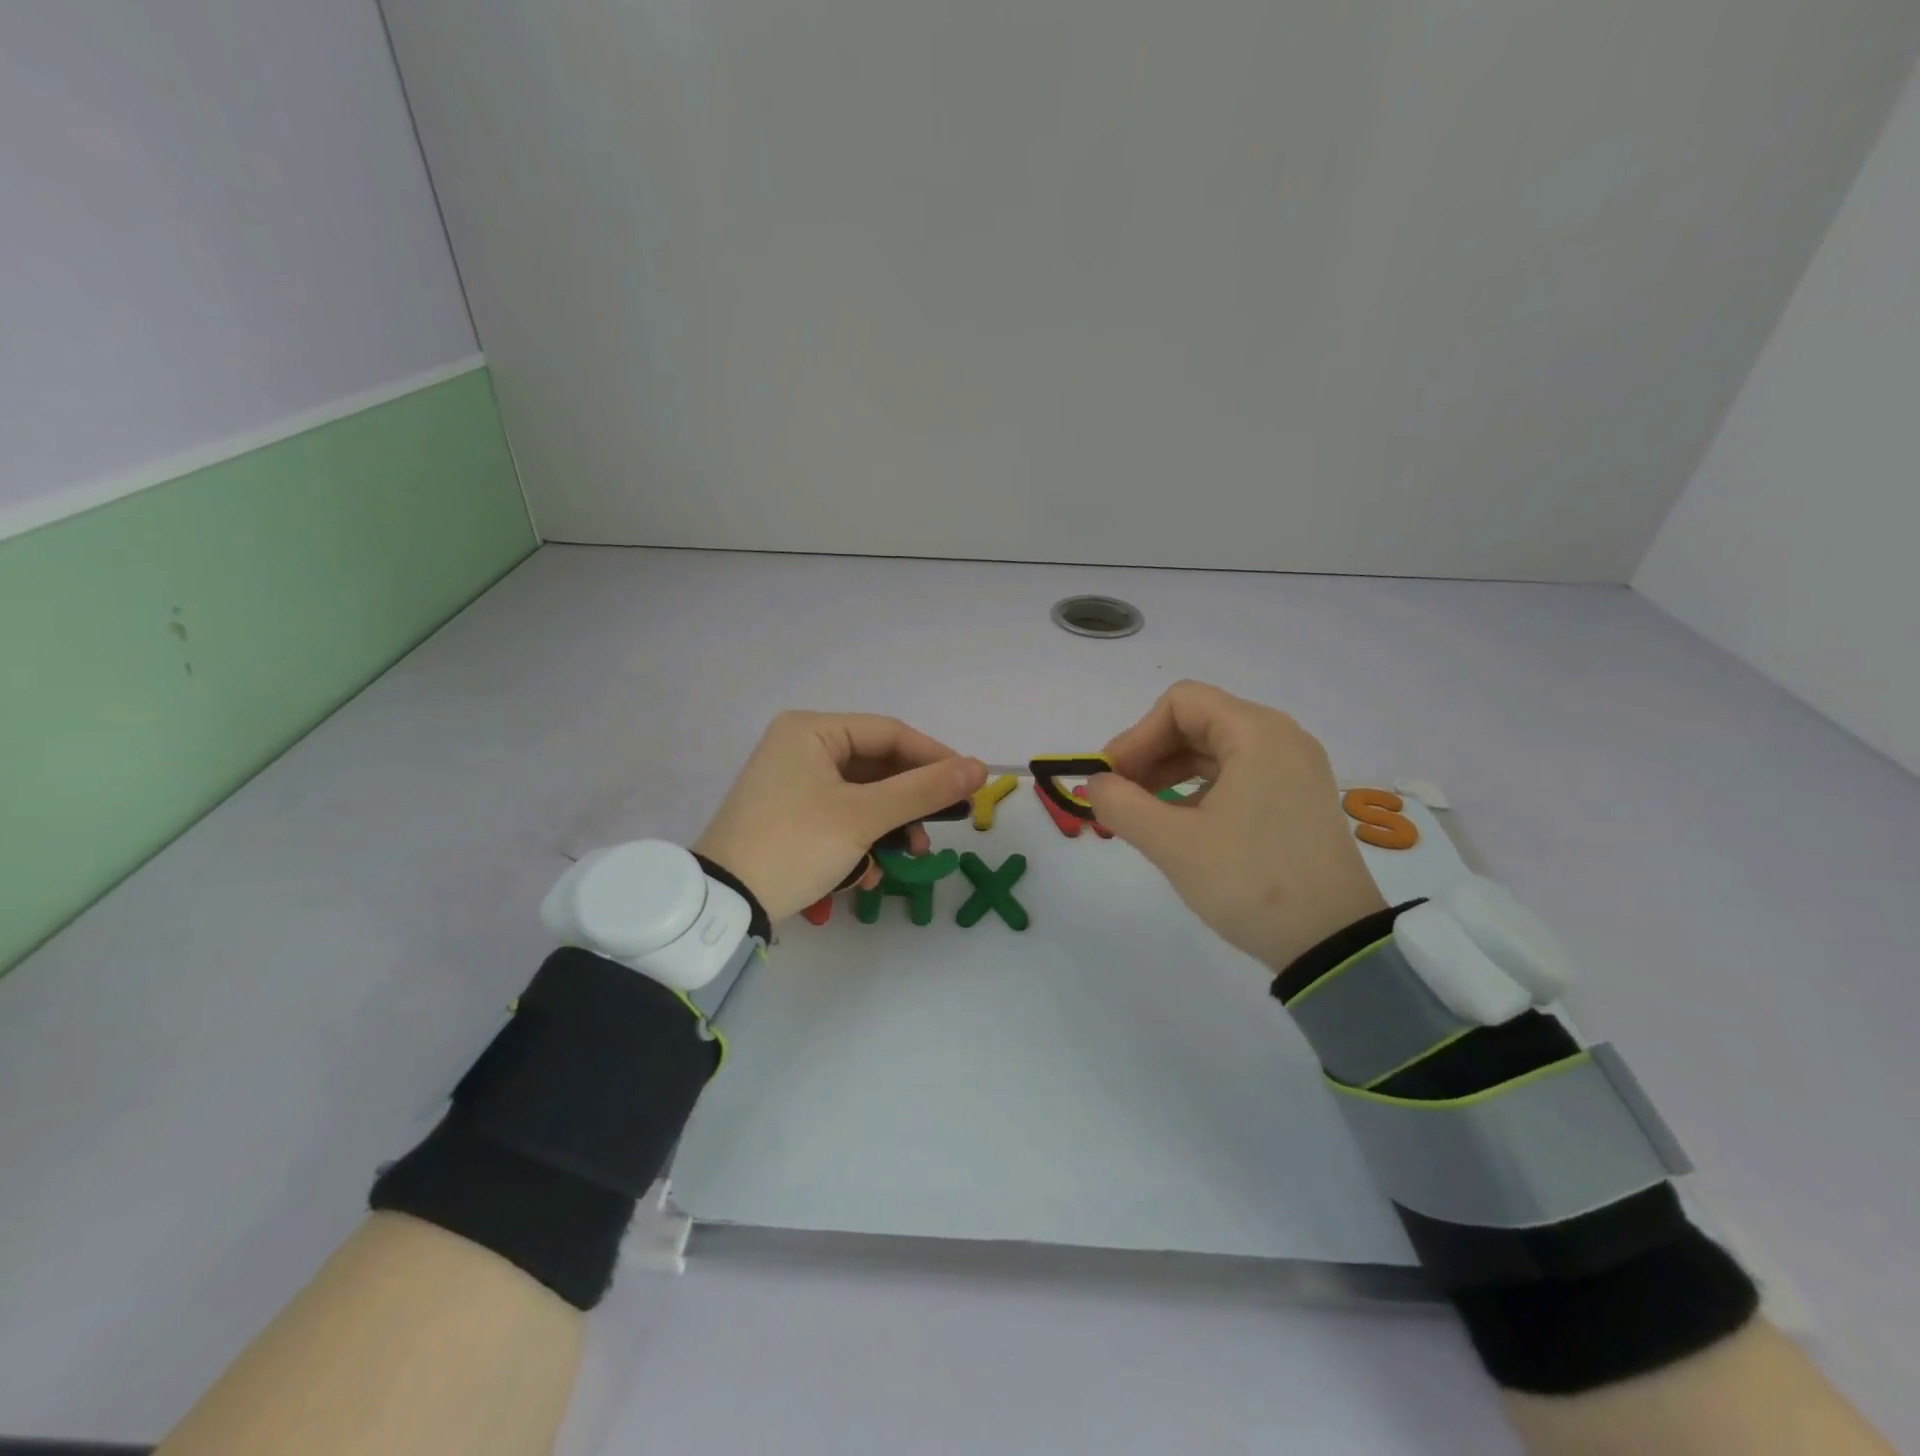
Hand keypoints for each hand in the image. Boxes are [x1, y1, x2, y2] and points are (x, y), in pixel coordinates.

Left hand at [694, 712, 986, 921]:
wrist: (724, 904)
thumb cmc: (795, 845)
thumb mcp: (864, 817)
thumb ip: (924, 790)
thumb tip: (980, 768)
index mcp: (812, 730)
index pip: (890, 733)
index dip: (936, 757)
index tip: (971, 785)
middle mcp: (801, 746)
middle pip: (878, 765)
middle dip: (912, 801)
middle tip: (946, 825)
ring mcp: (793, 782)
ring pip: (863, 795)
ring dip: (891, 826)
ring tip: (913, 856)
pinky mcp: (791, 814)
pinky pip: (842, 815)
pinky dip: (863, 838)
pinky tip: (871, 871)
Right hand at [1084, 681, 1387, 972]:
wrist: (1334, 943)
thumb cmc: (1250, 881)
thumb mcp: (1173, 843)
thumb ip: (1120, 804)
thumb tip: (1094, 785)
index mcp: (1256, 732)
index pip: (1180, 703)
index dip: (1136, 735)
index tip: (1111, 779)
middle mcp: (1280, 738)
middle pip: (1197, 722)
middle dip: (1149, 755)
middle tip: (1118, 798)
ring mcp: (1294, 769)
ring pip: (1215, 751)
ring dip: (1170, 774)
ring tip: (1141, 815)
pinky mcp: (1298, 799)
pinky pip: (1237, 775)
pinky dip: (1199, 790)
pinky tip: (1179, 825)